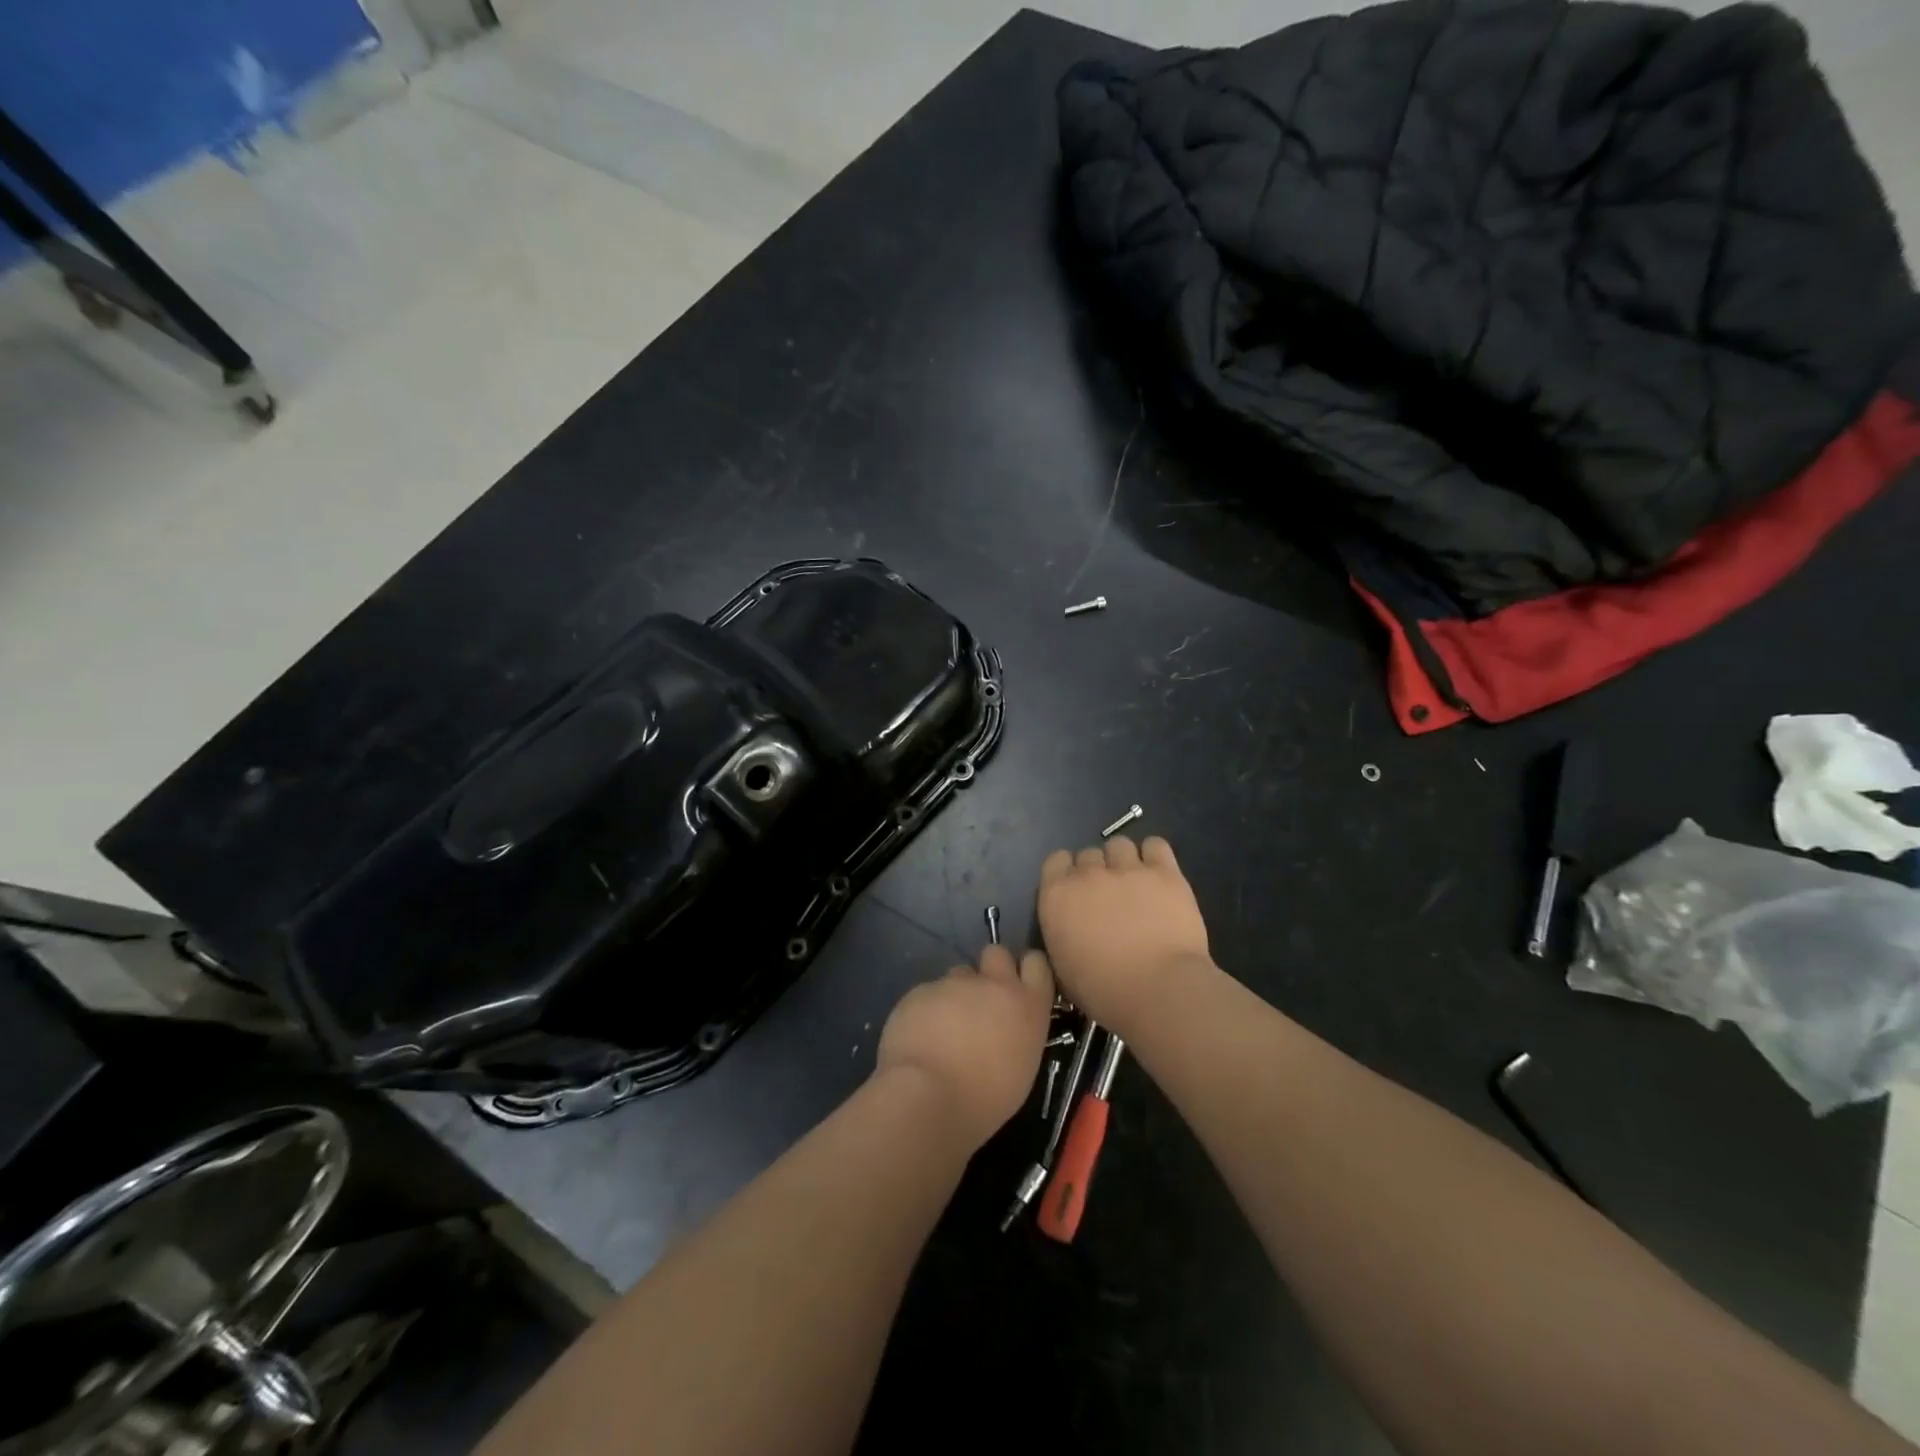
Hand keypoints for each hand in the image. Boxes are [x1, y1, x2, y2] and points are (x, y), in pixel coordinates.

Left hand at [875, 944, 1054, 1149]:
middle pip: (996, 953)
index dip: (1026, 970)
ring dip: (955, 994)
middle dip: (989, 969)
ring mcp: (954, 983)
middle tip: (980, 1001)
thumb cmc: (985, 1099)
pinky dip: (925, 1010)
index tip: (1019, 986)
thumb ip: (1016, 1034)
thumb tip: (1004, 1029)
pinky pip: (927, 993)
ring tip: (944, 1029)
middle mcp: (993, 984)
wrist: (928, 1097)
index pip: (1036, 964)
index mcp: (1027, 1005)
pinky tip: (919, 1038)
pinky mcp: (921, 990)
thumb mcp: (1020, 1069)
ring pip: (958, 975)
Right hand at [1038, 835, 1211, 1033]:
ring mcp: (1127, 869)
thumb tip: (1070, 926)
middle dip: (1096, 871)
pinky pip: (1155, 845)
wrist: (1159, 990)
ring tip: (1135, 884)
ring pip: (1119, 845)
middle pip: (1088, 854)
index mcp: (1057, 896)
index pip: (1056, 861)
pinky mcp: (1164, 872)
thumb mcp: (1063, 967)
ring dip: (1123, 861)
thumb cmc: (1104, 991)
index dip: (1067, 874)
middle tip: (1109, 897)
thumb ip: (1062, 933)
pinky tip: (1158, 876)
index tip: (1077, 894)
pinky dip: (1154, 856)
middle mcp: (1088, 874)